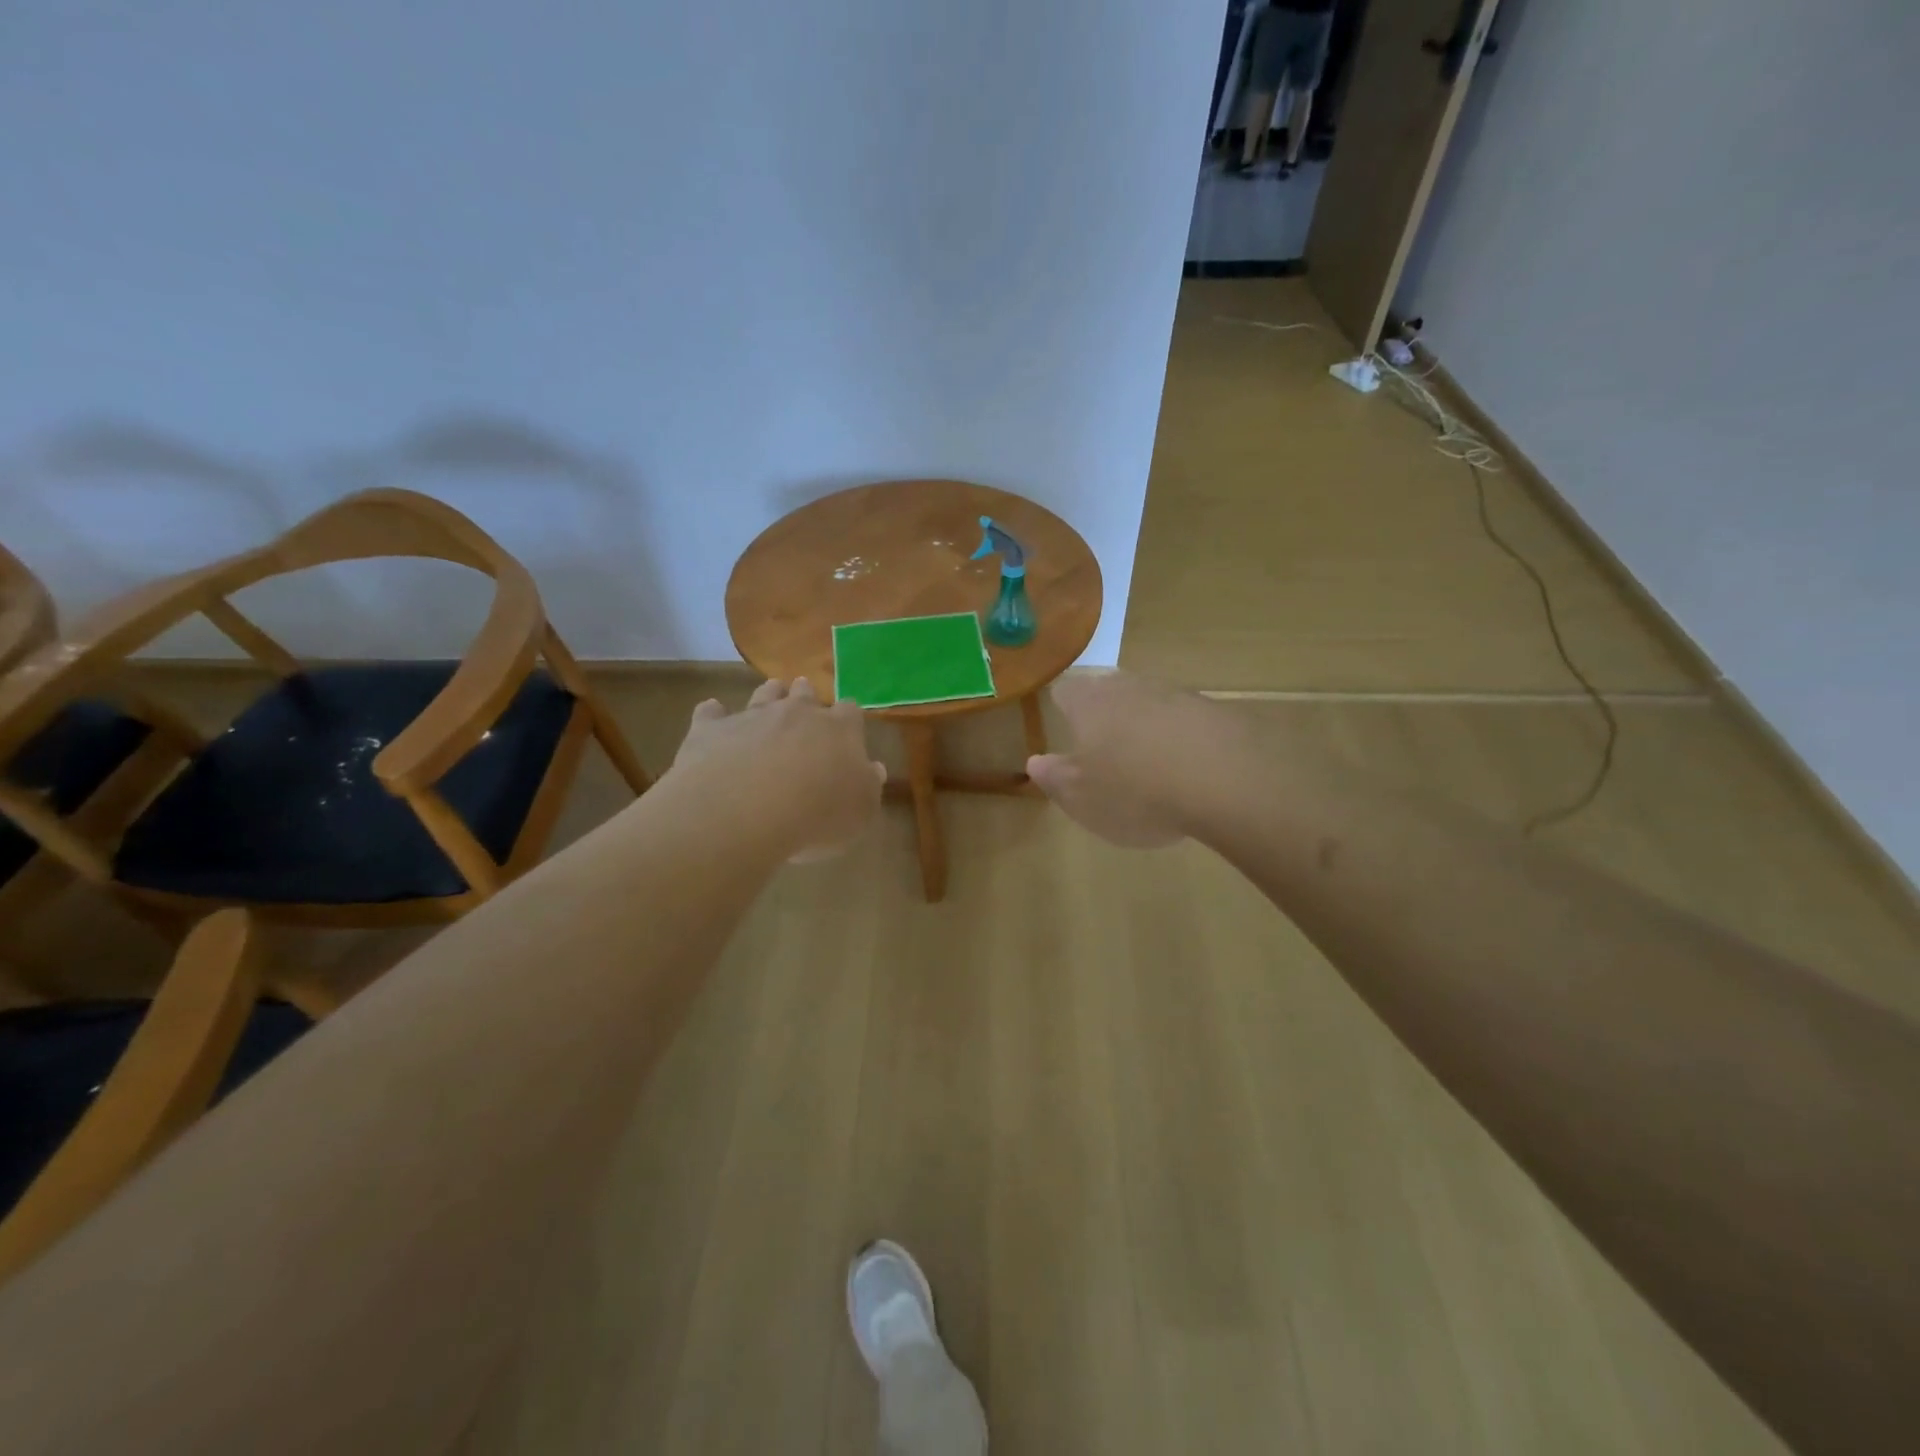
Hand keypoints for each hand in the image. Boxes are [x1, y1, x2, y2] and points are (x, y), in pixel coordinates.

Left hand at [670, 678, 885, 860]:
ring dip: (768, 695)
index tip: (848, 726)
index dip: (849, 718)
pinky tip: (712, 715)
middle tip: (805, 702)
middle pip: (805, 693)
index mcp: (839, 731)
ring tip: (769, 696)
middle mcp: (797, 714)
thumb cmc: (817, 815)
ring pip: (763, 694)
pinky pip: (711, 713)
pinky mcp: (711, 729)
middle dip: (806, 696)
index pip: (850, 712)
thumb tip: (873, 769)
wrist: (745, 810)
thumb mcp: (860, 813)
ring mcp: (751, 717)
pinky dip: (713, 714)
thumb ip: (868, 787)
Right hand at [1027, 671, 1238, 847]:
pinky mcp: (1215, 711)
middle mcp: (1130, 688)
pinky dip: (1180, 739)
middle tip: (1102, 748)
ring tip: (1147, 763)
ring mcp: (1176, 695)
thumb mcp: (1081, 797)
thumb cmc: (1135, 792)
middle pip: (1107, 691)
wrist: (1226, 781)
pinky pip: (1185, 721)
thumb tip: (1037, 761)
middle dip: (1103, 715)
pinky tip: (1188, 770)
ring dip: (1144, 726)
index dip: (1061, 708)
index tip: (1063, 728)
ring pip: (1149, 703)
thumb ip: (1055, 777)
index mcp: (1090, 704)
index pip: (1065, 692)